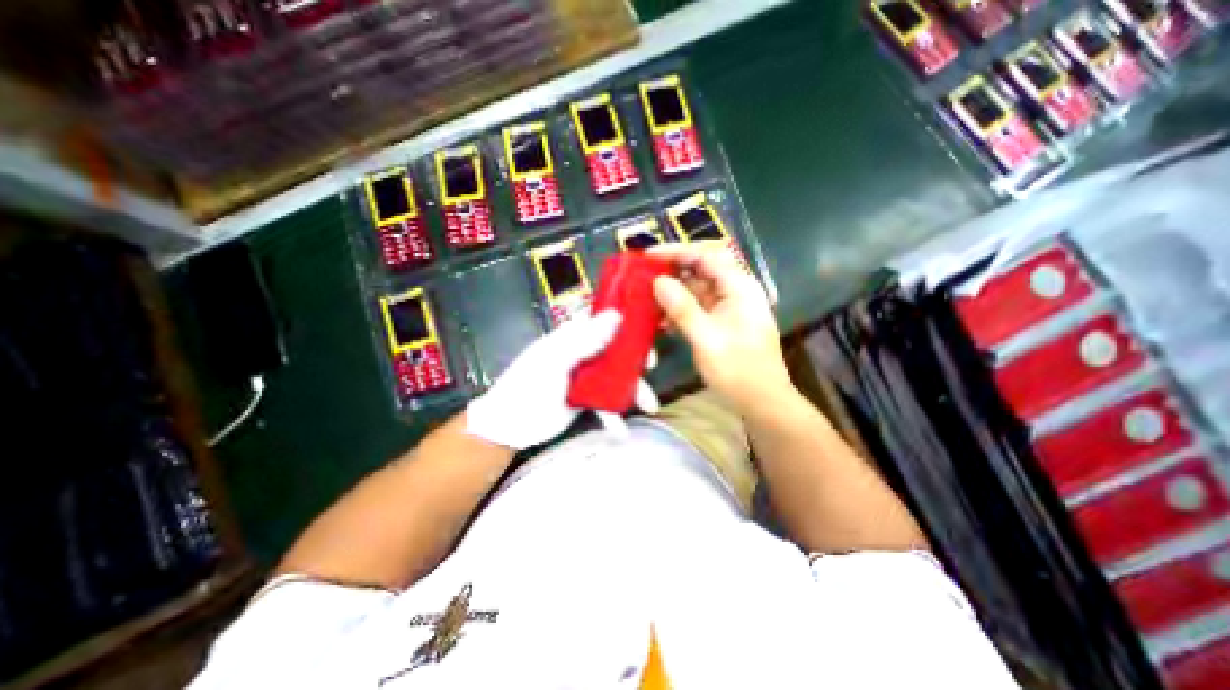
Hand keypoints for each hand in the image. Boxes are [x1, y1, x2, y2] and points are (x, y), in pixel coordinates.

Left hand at [464, 309, 657, 449]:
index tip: (644, 326)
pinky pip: (605, 403)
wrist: (508, 427)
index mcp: (570, 337)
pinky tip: (623, 431)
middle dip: (634, 357)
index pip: (600, 320)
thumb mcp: (554, 361)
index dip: (623, 320)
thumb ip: (584, 340)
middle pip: (614, 348)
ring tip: (649, 405)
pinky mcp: (584, 399)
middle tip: (651, 365)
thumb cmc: (527, 386)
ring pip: (615, 377)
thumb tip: (616, 316)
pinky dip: (614, 416)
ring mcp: (584, 377)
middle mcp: (580, 353)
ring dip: (632, 390)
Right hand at [647, 243, 793, 414]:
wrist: (762, 402)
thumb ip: (682, 307)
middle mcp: (735, 291)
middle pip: (700, 270)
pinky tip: (661, 321)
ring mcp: (729, 308)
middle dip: (671, 271)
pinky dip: (680, 311)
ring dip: (673, 293)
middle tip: (643, 276)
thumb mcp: (706, 338)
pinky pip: (698, 308)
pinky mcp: (722, 323)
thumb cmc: (738, 370)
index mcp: (739, 287)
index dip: (676, 252)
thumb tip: (658, 281)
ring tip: (646, 298)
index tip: (648, 256)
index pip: (705, 256)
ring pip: (697, 290)